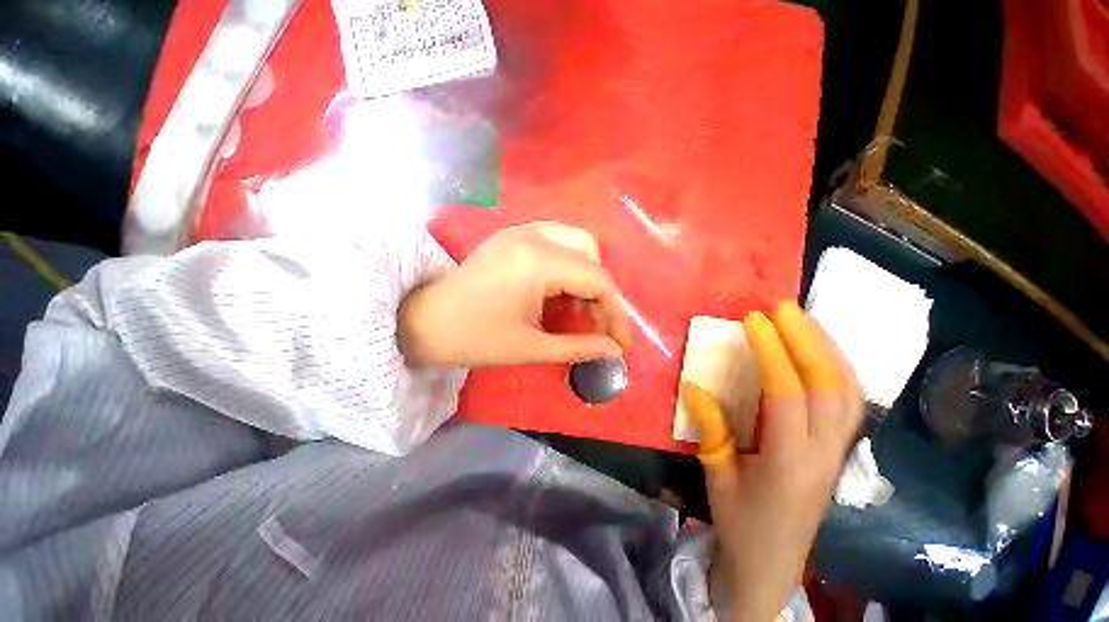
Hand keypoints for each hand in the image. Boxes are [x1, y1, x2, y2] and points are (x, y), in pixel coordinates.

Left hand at [398, 222, 632, 366]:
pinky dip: (567, 262)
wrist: (423, 323)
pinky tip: (560, 288)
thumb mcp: (532, 347)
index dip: (615, 313)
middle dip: (601, 291)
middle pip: (591, 254)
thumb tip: (614, 351)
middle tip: (596, 323)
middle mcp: (533, 236)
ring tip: (578, 307)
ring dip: (585, 274)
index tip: (621, 342)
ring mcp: (520, 231)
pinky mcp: (511, 236)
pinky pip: (555, 239)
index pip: (597, 280)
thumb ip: (579, 346)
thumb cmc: (475, 339)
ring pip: (575, 241)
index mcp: (538, 262)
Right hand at [683, 301, 862, 620]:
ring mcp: (838, 453)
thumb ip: (711, 430)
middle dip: (807, 340)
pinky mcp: (838, 452)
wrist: (772, 566)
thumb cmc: (740, 523)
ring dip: (827, 349)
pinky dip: (837, 369)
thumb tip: (696, 387)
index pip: (787, 395)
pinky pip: (849, 403)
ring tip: (804, 320)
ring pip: (848, 392)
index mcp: (788, 462)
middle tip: (784, 307)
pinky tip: (820, 353)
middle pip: (830, 387)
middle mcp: (823, 453)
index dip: (772, 353)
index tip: (754, 320)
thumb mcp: (717, 476)